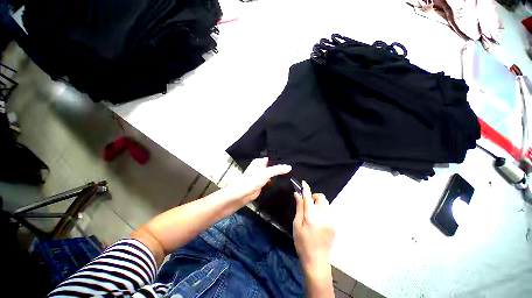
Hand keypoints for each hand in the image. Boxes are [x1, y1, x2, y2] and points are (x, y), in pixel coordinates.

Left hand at [225, 157, 290, 202]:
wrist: (243, 194)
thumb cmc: (252, 180)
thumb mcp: (266, 173)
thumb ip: (278, 169)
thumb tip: (289, 167)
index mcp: (259, 161)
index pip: (272, 158)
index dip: (280, 160)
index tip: (291, 160)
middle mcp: (260, 167)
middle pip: (272, 166)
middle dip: (280, 168)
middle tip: (292, 168)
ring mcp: (262, 176)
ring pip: (272, 174)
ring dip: (278, 175)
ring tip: (290, 174)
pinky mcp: (263, 183)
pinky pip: (271, 180)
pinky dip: (276, 181)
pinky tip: (284, 181)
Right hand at [293, 181, 334, 276]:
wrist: (316, 260)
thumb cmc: (302, 243)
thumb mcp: (296, 224)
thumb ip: (299, 207)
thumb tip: (297, 194)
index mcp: (312, 216)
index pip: (308, 197)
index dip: (306, 188)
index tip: (303, 182)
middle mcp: (324, 216)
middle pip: (321, 197)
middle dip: (313, 196)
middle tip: (307, 203)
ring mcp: (331, 220)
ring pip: (326, 203)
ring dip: (318, 203)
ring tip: (312, 212)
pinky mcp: (334, 225)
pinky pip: (328, 211)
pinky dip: (322, 210)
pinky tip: (318, 220)